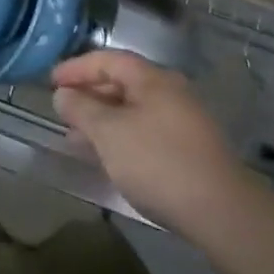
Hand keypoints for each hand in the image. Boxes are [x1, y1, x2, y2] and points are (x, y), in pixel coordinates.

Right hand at [51, 51, 256, 241]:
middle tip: (62, 110)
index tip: (51, 82)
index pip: (107, 59)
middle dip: (89, 94)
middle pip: (122, 83)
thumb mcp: (108, 132)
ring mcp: (183, 122)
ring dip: (103, 119)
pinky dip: (121, 137)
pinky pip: (145, 131)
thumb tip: (63, 94)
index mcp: (152, 79)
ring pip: (132, 110)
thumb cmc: (158, 162)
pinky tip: (107, 157)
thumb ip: (81, 109)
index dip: (76, 68)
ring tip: (76, 137)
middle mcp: (170, 93)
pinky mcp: (189, 151)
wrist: (223, 214)